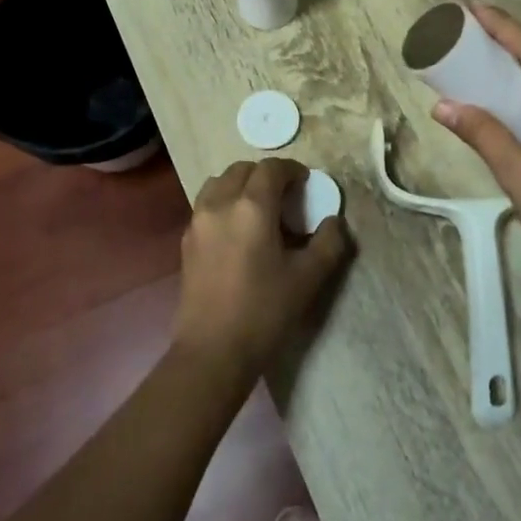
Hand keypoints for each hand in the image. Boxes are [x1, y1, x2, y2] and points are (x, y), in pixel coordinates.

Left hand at [173, 158, 351, 381]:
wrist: (213, 351)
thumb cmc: (264, 311)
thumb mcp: (308, 278)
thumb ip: (328, 243)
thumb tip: (333, 222)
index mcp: (251, 207)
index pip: (271, 169)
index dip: (291, 169)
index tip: (306, 182)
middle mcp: (220, 204)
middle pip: (242, 170)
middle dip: (265, 175)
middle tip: (285, 195)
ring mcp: (198, 222)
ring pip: (218, 183)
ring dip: (240, 185)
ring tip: (258, 208)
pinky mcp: (187, 242)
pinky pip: (206, 205)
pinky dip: (224, 203)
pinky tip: (238, 231)